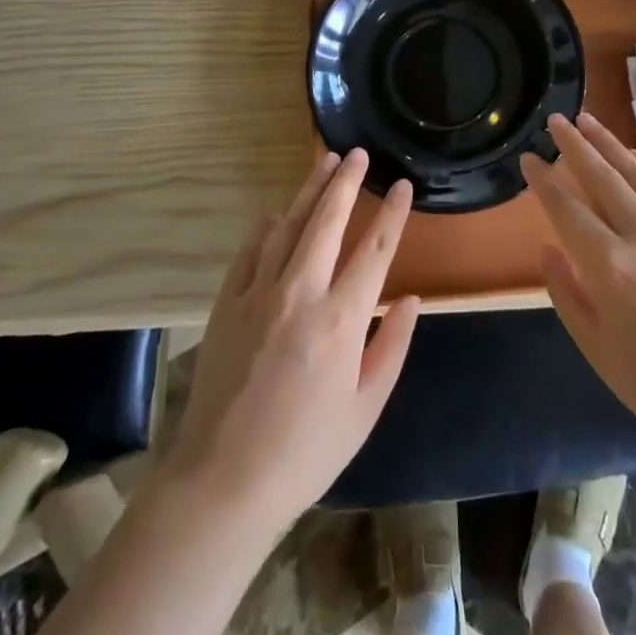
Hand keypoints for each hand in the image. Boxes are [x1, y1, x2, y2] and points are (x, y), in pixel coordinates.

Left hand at [159, 151, 419, 539]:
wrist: (223, 481)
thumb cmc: (306, 451)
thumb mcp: (365, 409)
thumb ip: (392, 347)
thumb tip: (412, 299)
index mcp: (342, 319)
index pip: (376, 250)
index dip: (392, 213)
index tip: (402, 185)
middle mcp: (301, 292)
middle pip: (328, 221)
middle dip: (346, 182)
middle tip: (357, 153)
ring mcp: (259, 293)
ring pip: (289, 225)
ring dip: (309, 191)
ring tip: (324, 162)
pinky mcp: (228, 303)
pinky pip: (251, 251)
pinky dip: (267, 227)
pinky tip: (278, 213)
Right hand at [521, 113, 635, 451]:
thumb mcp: (596, 349)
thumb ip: (566, 293)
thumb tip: (547, 248)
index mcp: (610, 267)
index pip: (566, 208)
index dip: (543, 180)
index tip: (528, 158)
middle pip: (601, 177)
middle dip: (573, 145)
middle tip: (554, 120)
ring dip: (608, 144)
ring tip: (587, 120)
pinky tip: (633, 154)